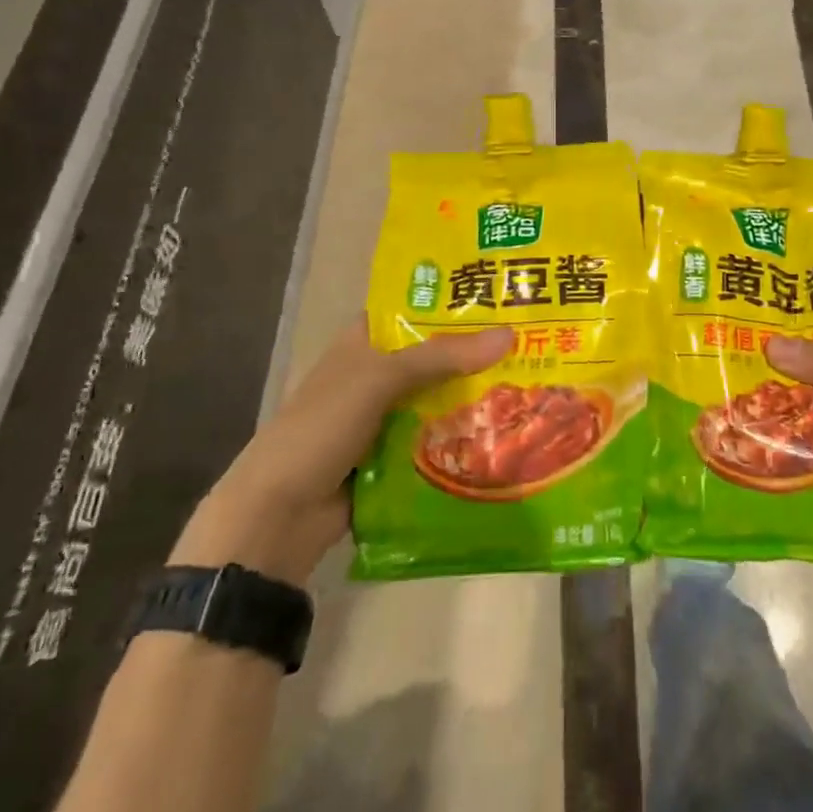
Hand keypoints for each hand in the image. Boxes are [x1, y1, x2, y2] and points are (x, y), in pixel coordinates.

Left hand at [170, 317, 511, 583]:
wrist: (278, 516)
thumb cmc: (321, 427)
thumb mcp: (379, 380)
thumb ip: (441, 356)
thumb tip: (510, 334)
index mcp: (363, 342)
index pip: (413, 309)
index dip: (453, 301)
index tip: (504, 296)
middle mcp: (375, 374)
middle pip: (433, 356)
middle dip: (476, 353)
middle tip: (534, 342)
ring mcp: (384, 418)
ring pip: (438, 399)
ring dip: (474, 397)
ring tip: (533, 385)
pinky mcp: (392, 458)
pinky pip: (435, 439)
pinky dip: (462, 437)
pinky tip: (505, 432)